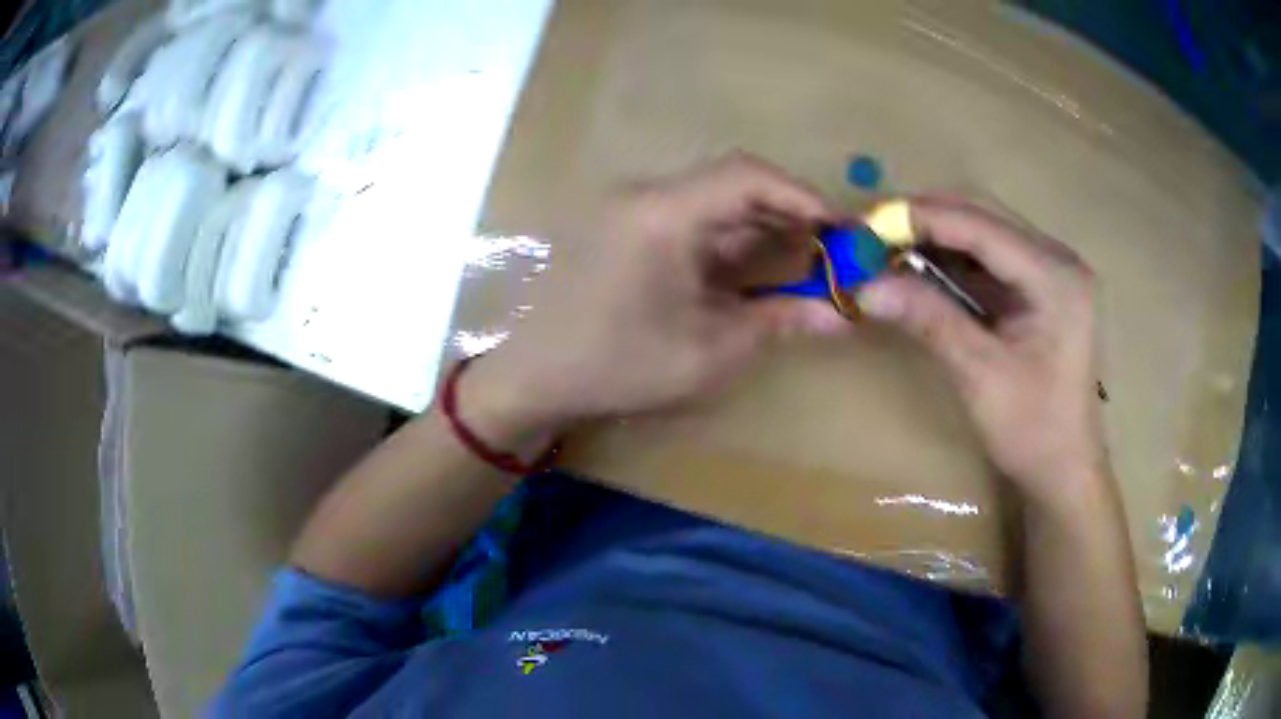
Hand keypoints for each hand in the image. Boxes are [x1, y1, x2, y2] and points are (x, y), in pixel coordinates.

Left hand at [468, 153, 846, 437]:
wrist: (530, 376)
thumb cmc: (616, 366)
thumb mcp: (707, 352)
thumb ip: (777, 322)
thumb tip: (838, 315)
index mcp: (662, 214)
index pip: (746, 176)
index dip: (802, 196)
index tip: (841, 230)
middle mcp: (645, 196)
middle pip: (732, 185)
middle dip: (788, 215)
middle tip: (830, 252)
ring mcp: (630, 210)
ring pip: (712, 203)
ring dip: (759, 230)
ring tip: (801, 265)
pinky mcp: (623, 228)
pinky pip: (689, 221)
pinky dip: (727, 242)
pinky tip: (751, 271)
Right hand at [857, 197, 1107, 506]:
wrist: (1065, 469)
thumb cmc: (1033, 431)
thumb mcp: (980, 375)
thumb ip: (929, 319)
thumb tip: (865, 285)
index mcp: (1056, 276)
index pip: (981, 226)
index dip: (922, 218)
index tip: (867, 221)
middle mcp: (1058, 259)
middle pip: (984, 215)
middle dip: (926, 219)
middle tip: (873, 230)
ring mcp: (1052, 271)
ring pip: (985, 231)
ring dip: (937, 236)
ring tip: (888, 245)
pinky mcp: (1041, 287)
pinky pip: (990, 257)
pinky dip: (953, 259)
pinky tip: (921, 267)